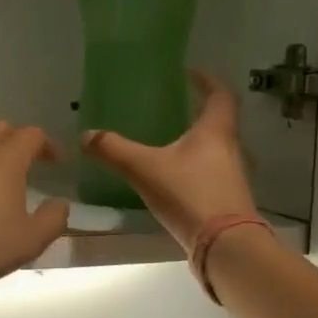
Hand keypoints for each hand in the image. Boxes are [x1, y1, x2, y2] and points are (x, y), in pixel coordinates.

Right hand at [80, 72, 257, 248]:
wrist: (224, 245)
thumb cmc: (190, 194)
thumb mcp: (145, 169)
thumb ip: (115, 150)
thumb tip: (86, 135)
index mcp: (215, 131)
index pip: (219, 95)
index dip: (207, 80)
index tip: (191, 72)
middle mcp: (230, 148)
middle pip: (218, 122)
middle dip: (197, 113)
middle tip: (173, 107)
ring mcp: (231, 176)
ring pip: (214, 149)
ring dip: (196, 142)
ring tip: (168, 142)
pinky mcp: (226, 199)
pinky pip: (210, 173)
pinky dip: (193, 168)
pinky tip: (173, 177)